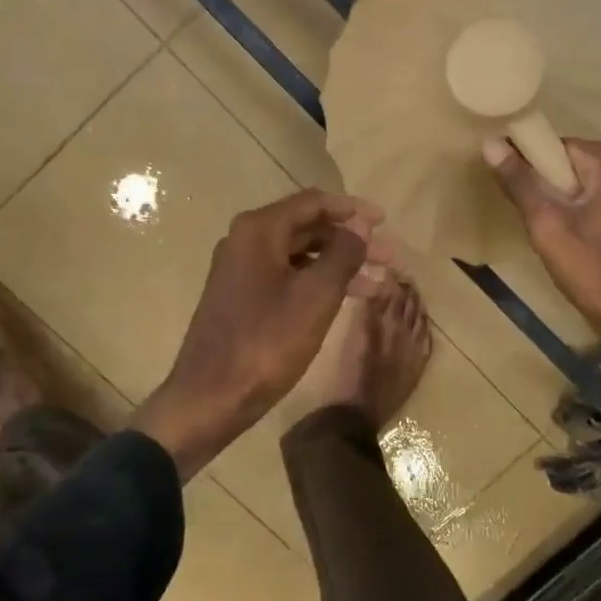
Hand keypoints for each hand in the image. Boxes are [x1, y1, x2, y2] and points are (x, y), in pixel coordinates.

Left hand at [133, 190, 378, 478]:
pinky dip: (317, 282)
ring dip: (339, 265)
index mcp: (259, 230)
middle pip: (307, 227)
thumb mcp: (315, 296)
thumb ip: (342, 254)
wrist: (210, 397)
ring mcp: (241, 270)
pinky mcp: (241, 297)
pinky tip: (345, 299)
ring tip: (379, 283)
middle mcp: (245, 241)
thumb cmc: (266, 342)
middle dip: (351, 241)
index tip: (385, 222)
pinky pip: (287, 276)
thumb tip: (360, 225)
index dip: (353, 210)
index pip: (313, 202)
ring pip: (299, 255)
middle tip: (389, 258)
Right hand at [485, 137, 600, 336]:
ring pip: (590, 181)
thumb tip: (490, 143)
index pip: (560, 148)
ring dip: (570, 200)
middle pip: (576, 163)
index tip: (521, 197)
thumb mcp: (547, 225)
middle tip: (539, 221)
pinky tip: (580, 237)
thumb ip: (520, 183)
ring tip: (556, 231)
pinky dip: (589, 209)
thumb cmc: (593, 270)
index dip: (534, 171)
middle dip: (553, 187)